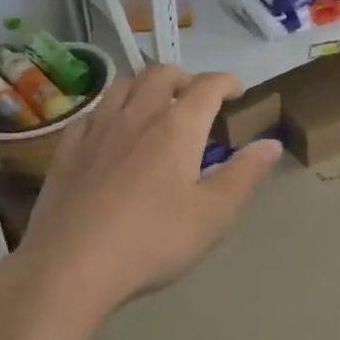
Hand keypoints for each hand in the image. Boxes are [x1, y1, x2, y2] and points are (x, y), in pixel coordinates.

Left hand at [7, 65, 279, 321]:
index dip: (227, 82)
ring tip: (155, 106)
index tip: (237, 91)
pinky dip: (110, 109)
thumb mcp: (213, 214)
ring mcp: (98, 129)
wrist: (70, 266)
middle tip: (196, 98)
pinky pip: (92, 112)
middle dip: (185, 78)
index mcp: (178, 127)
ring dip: (145, 85)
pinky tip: (111, 129)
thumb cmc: (153, 240)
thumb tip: (271, 143)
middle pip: (161, 74)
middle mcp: (138, 115)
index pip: (208, 86)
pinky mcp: (67, 149)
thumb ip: (245, 174)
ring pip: (123, 85)